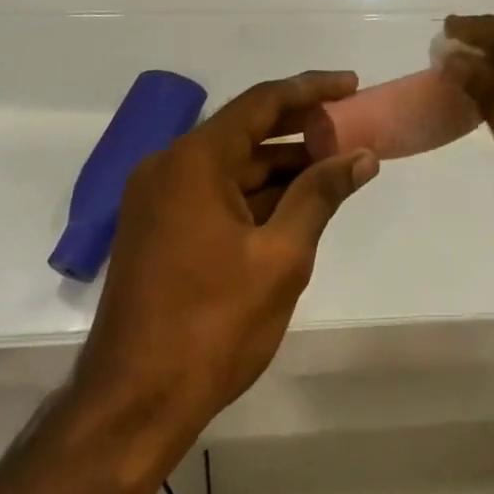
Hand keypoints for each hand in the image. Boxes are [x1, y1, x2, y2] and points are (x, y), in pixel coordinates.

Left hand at [76, 73, 378, 431]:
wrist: (130, 408)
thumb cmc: (211, 327)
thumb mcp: (280, 258)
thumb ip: (320, 195)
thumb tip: (362, 156)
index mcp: (195, 160)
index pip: (262, 103)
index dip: (311, 90)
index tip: (351, 85)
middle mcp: (170, 165)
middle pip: (245, 129)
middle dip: (299, 129)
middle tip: (349, 127)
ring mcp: (158, 198)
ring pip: (231, 164)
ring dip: (279, 164)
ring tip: (333, 166)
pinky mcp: (157, 227)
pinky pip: (214, 191)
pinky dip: (254, 193)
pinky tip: (293, 204)